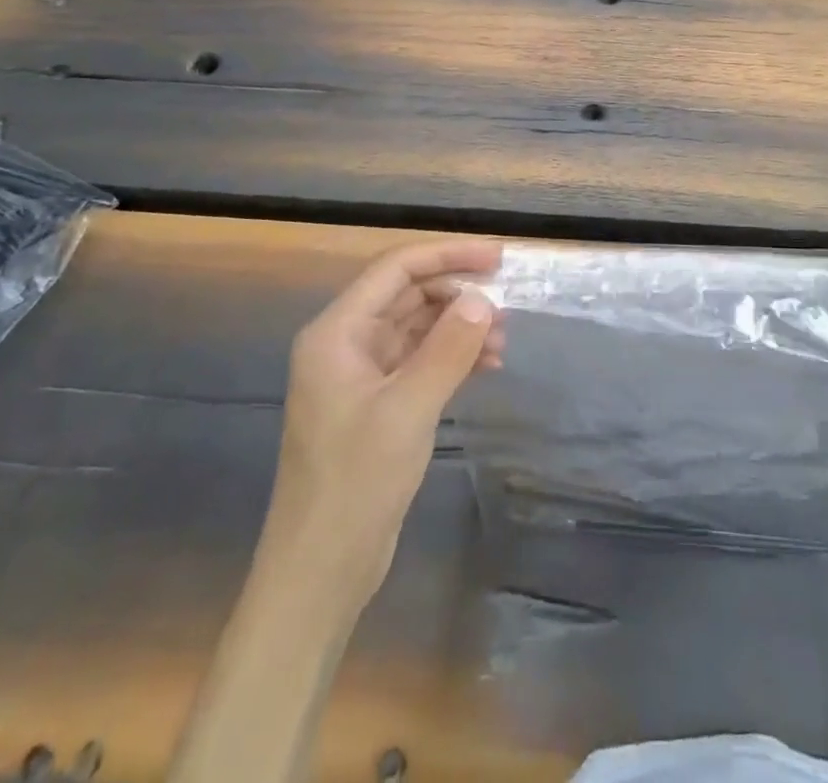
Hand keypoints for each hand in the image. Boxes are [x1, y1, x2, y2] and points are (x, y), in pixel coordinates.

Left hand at [265, 239, 504, 605]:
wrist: (320, 571)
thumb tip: (483, 299)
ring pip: (418, 329)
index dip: (447, 256)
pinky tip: (487, 367)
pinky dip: (453, 357)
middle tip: (507, 305)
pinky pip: (420, 361)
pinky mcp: (378, 404)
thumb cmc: (355, 483)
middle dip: (458, 294)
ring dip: (460, 327)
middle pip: (408, 295)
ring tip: (504, 340)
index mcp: (337, 333)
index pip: (396, 270)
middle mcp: (346, 344)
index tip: (497, 259)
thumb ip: (448, 348)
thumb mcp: (408, 410)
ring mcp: (362, 375)